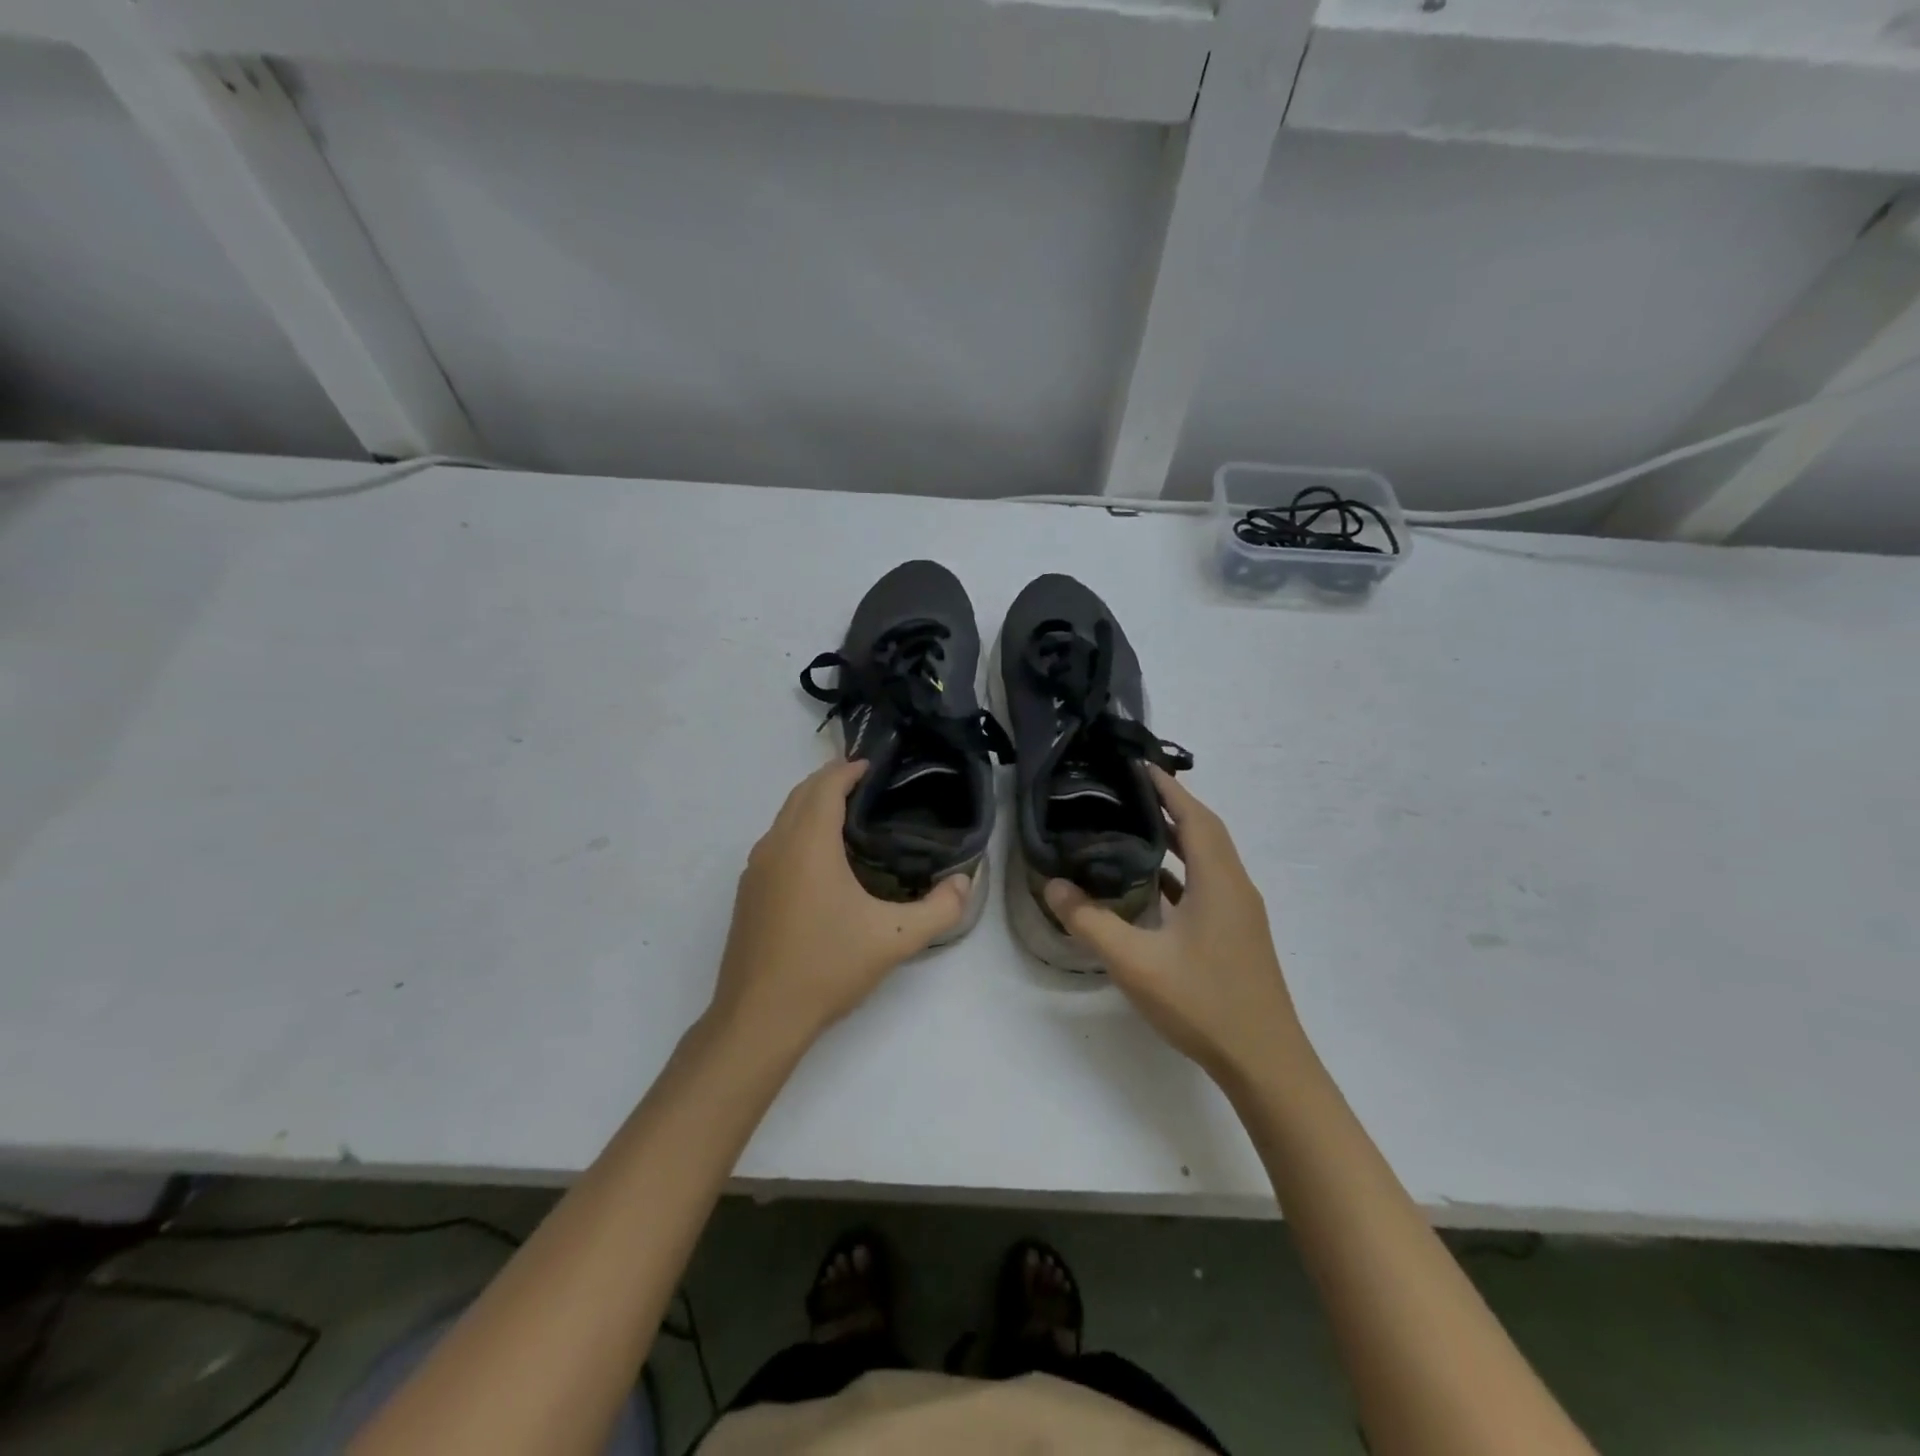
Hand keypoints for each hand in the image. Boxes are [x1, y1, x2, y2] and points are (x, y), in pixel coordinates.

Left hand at [711, 760, 970, 1049]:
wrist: (759, 1017)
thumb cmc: (826, 967)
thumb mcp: (894, 939)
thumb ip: (940, 909)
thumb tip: (965, 882)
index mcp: (807, 844)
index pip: (825, 785)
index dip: (849, 769)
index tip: (875, 767)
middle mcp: (775, 846)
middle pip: (801, 794)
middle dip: (831, 782)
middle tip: (868, 787)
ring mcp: (755, 870)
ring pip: (784, 818)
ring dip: (812, 806)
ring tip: (849, 819)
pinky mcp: (747, 893)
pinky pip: (775, 843)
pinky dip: (798, 831)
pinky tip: (821, 862)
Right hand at [1044, 768, 1304, 1085]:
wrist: (1264, 1062)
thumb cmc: (1203, 1002)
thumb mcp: (1135, 962)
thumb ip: (1091, 921)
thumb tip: (1054, 886)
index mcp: (1218, 881)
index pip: (1194, 816)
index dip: (1168, 788)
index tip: (1137, 763)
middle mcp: (1235, 887)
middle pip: (1205, 831)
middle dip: (1171, 805)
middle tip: (1127, 791)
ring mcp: (1240, 912)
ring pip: (1208, 859)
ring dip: (1178, 837)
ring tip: (1134, 825)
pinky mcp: (1237, 933)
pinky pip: (1209, 884)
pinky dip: (1182, 870)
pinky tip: (1153, 883)